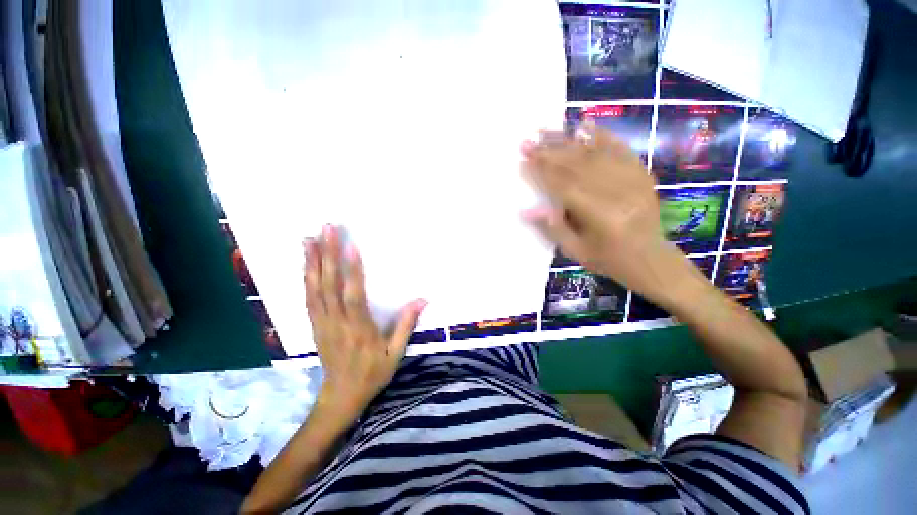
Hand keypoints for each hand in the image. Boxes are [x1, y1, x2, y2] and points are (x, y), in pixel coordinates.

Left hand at [303, 226, 426, 419]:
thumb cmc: (372, 373)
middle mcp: (336, 322)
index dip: (352, 271)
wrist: (341, 396)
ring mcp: (321, 323)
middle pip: (328, 285)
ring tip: (308, 239)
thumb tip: (422, 300)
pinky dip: (305, 278)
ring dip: (311, 262)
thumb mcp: (396, 353)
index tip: (350, 246)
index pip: (353, 295)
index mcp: (358, 329)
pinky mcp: (314, 324)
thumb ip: (406, 324)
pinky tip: (305, 264)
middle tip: (325, 229)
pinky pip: (308, 298)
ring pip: (313, 289)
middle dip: (326, 255)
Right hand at [521, 121, 695, 303]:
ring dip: (568, 140)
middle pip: (578, 166)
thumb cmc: (608, 259)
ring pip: (595, 154)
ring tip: (546, 130)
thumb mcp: (575, 251)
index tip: (524, 160)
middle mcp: (617, 193)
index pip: (564, 187)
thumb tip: (525, 210)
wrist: (650, 258)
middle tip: (528, 141)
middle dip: (549, 152)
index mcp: (600, 217)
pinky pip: (620, 149)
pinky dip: (601, 135)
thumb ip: (552, 228)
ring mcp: (633, 180)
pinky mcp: (642, 173)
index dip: (542, 172)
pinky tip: (584, 123)